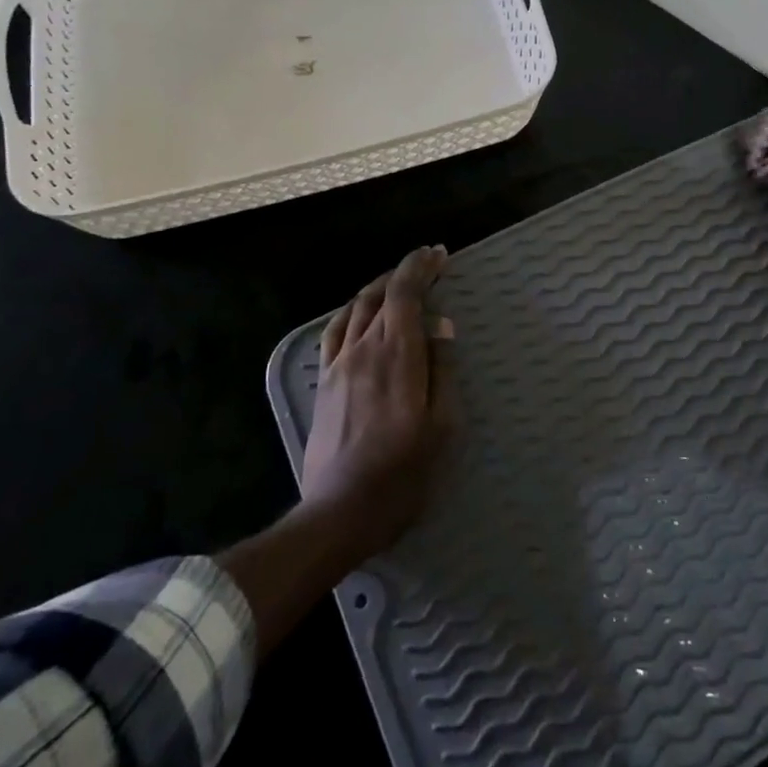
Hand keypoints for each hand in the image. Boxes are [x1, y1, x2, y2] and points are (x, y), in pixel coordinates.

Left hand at [301, 246, 452, 562]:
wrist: (340, 512)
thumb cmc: (403, 474)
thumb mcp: (442, 427)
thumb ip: (443, 370)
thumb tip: (441, 325)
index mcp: (396, 355)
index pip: (404, 293)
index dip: (420, 267)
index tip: (438, 254)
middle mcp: (363, 348)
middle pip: (380, 294)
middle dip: (405, 272)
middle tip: (428, 264)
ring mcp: (338, 364)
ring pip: (356, 308)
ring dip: (379, 287)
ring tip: (399, 283)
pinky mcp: (324, 382)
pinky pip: (335, 330)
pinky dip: (351, 310)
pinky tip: (359, 313)